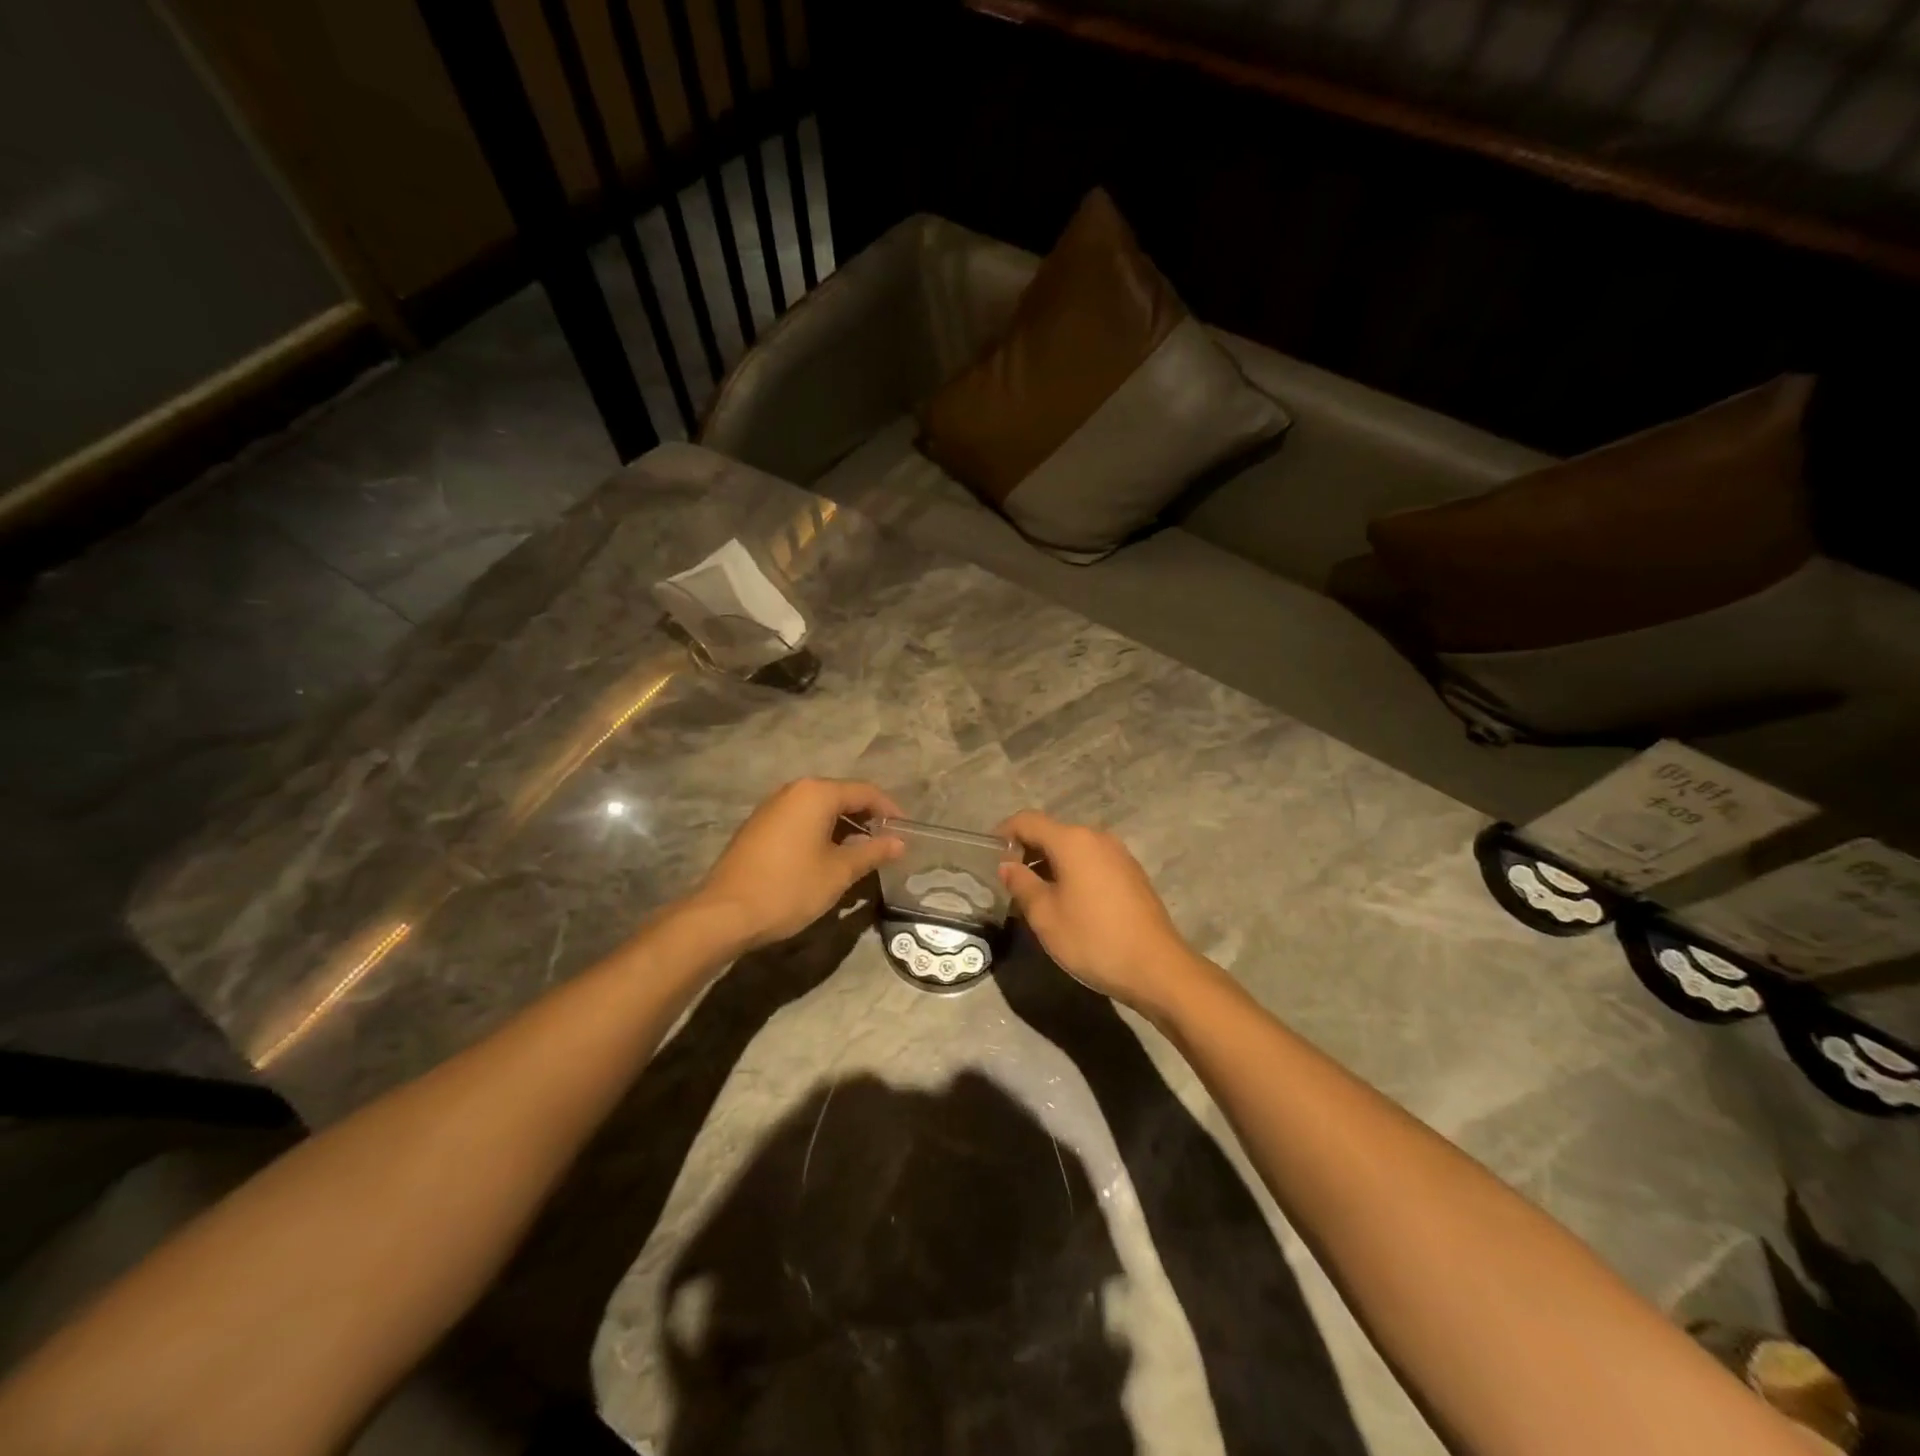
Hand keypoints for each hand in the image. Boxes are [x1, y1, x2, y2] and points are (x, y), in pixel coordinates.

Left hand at [692, 779, 903, 948]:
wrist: (724, 913)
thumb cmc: (789, 888)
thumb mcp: (839, 872)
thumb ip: (872, 852)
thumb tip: (899, 843)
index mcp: (816, 794)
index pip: (864, 792)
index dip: (889, 810)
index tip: (906, 832)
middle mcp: (793, 791)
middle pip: (841, 796)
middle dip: (867, 818)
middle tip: (887, 844)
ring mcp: (772, 808)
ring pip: (819, 810)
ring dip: (844, 828)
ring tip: (862, 855)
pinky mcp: (759, 827)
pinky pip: (801, 821)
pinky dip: (821, 834)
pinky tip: (829, 859)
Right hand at [996, 811, 1200, 1015]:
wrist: (1156, 967)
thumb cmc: (1093, 938)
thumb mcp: (1045, 915)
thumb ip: (1021, 884)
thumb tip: (1007, 865)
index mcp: (1072, 841)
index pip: (1027, 821)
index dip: (1004, 833)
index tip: (988, 855)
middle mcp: (1096, 837)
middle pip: (1052, 832)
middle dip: (1026, 851)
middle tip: (1008, 881)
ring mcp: (1118, 854)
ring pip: (1073, 848)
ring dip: (1049, 864)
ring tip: (1034, 895)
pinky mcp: (1131, 873)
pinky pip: (1092, 862)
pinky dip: (1072, 872)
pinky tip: (1067, 902)